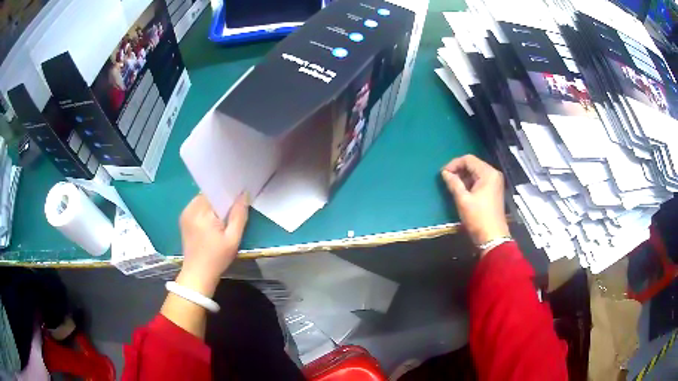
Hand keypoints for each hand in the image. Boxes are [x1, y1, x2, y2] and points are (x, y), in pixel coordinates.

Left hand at [176, 193, 248, 296]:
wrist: (198, 275)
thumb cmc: (217, 258)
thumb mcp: (233, 239)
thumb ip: (239, 215)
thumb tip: (244, 194)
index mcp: (201, 211)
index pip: (215, 190)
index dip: (228, 192)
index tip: (239, 197)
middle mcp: (190, 208)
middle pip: (209, 194)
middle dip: (221, 199)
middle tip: (234, 209)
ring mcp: (185, 214)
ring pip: (203, 200)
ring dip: (214, 205)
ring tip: (224, 216)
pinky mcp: (184, 219)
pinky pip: (198, 207)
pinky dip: (207, 210)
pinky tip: (214, 222)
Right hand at [441, 155, 508, 254]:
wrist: (492, 237)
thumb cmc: (478, 217)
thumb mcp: (463, 200)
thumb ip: (454, 183)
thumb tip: (445, 173)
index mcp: (488, 173)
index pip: (468, 159)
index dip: (454, 164)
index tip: (443, 173)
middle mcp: (493, 174)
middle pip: (473, 164)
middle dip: (459, 170)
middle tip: (446, 179)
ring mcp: (495, 182)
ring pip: (476, 172)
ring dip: (463, 177)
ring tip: (452, 185)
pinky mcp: (493, 190)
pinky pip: (480, 180)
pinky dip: (470, 183)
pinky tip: (462, 190)